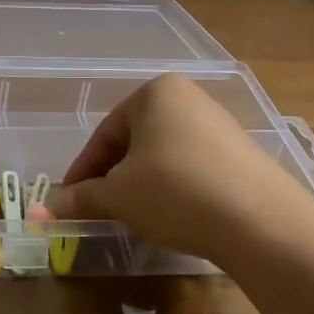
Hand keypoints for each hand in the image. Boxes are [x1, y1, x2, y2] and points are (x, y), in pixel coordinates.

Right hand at [49, 74, 309, 263]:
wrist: (260, 221)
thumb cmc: (174, 191)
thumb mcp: (118, 195)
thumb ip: (83, 197)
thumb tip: (53, 207)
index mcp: (154, 93)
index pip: (105, 133)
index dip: (83, 170)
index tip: (70, 200)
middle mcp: (188, 98)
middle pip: (135, 141)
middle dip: (113, 176)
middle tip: (99, 208)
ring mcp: (219, 125)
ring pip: (163, 155)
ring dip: (142, 184)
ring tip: (134, 216)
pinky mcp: (241, 154)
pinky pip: (192, 167)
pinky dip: (173, 189)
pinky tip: (172, 216)